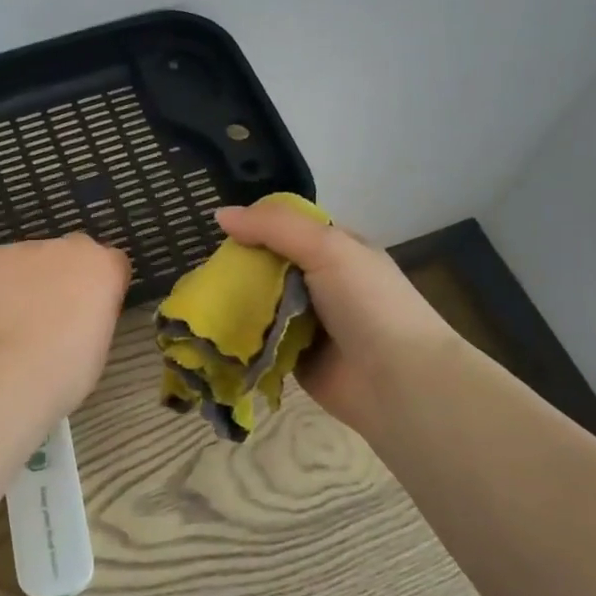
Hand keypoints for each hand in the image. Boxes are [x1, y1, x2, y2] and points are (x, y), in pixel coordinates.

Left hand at [0, 233, 131, 418]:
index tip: (90, 312)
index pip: (112, 263)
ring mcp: (21, 249)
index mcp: (102, 266)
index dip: (100, 288)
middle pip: (69, 254)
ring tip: (12, 321)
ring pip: (28, 261)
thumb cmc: (65, 370)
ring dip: (26, 281)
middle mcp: (65, 246)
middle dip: (63, 276)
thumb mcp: (99, 343)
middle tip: (50, 315)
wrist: (5, 374)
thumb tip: (77, 312)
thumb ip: (94, 312)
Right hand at [215, 201, 459, 442]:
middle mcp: (321, 282)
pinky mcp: (294, 356)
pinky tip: (213, 333)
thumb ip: (274, 227)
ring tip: (197, 302)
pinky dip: (240, 338)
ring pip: (260, 303)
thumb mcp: (327, 248)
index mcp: (336, 249)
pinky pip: (259, 341)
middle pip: (268, 266)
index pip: (286, 227)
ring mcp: (308, 321)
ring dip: (235, 303)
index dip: (255, 226)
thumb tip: (220, 214)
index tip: (222, 234)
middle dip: (238, 268)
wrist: (398, 381)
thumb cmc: (368, 303)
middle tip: (204, 273)